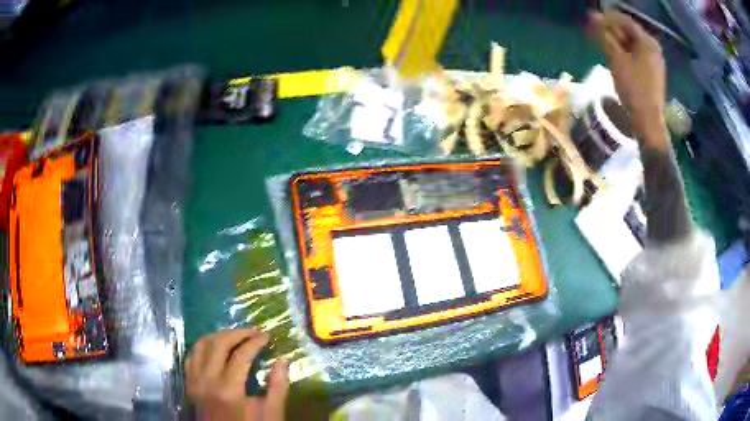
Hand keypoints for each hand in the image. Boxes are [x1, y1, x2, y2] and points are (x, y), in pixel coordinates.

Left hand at [185, 328, 288, 420]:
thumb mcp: (271, 414)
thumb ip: (278, 387)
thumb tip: (283, 360)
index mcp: (229, 389)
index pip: (241, 354)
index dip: (255, 341)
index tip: (267, 336)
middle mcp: (207, 380)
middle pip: (218, 343)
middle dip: (237, 333)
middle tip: (253, 331)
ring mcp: (194, 381)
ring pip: (200, 345)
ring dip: (218, 335)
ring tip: (234, 335)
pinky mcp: (188, 384)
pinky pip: (191, 356)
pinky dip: (202, 345)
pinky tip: (214, 347)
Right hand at [588, 11, 667, 149]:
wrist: (648, 120)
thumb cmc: (633, 88)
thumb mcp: (616, 59)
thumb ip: (604, 36)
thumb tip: (592, 18)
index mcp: (647, 42)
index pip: (625, 20)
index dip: (607, 18)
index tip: (592, 21)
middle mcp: (654, 48)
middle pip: (630, 31)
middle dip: (612, 30)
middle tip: (597, 34)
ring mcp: (655, 61)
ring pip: (633, 43)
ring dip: (618, 42)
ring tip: (604, 46)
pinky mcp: (654, 72)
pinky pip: (638, 54)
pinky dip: (626, 52)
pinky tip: (617, 57)